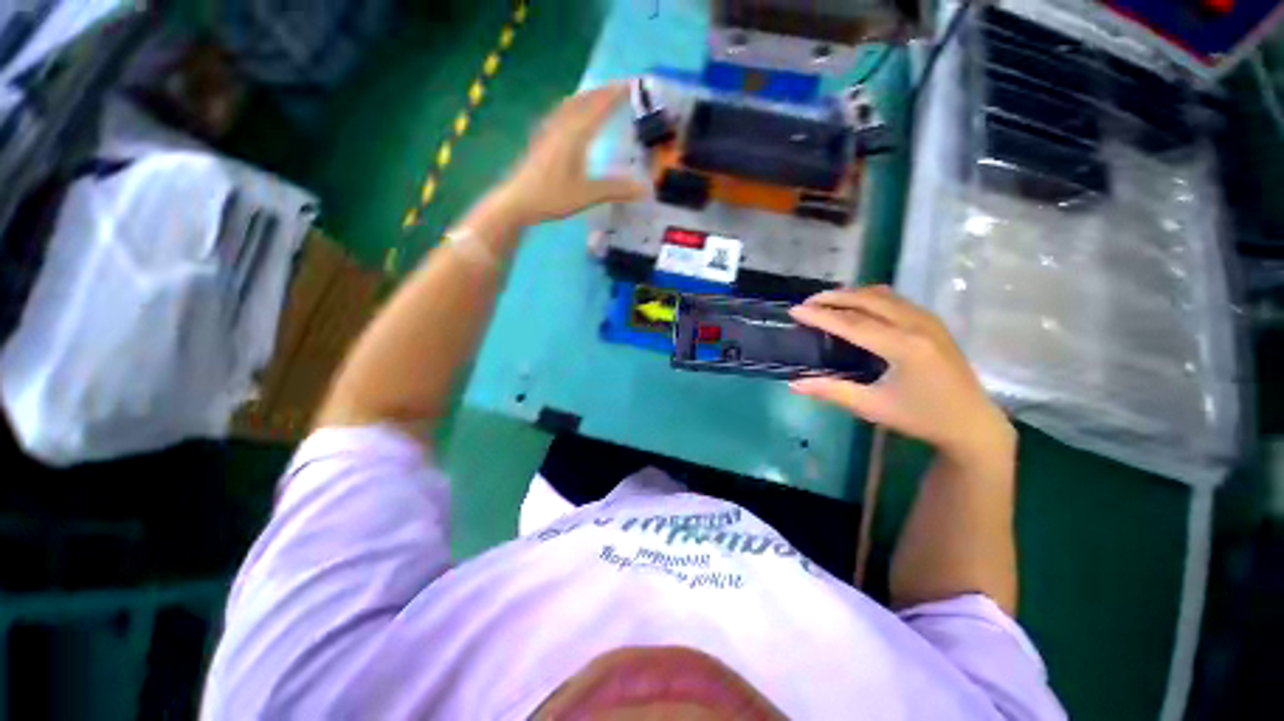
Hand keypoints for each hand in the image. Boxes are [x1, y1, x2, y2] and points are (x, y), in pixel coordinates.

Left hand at [493, 84, 648, 224]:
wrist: (516, 201)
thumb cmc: (552, 197)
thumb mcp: (587, 195)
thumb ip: (616, 189)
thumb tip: (645, 189)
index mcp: (575, 134)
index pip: (599, 106)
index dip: (616, 94)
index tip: (633, 85)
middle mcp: (562, 125)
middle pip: (584, 99)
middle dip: (603, 91)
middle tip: (621, 89)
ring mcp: (548, 130)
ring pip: (571, 104)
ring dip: (588, 96)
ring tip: (600, 97)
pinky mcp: (541, 139)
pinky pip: (562, 113)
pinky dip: (575, 106)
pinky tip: (573, 116)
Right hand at [789, 286, 1015, 465]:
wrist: (972, 423)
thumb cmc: (921, 417)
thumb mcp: (873, 407)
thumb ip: (832, 391)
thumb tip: (794, 383)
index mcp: (903, 346)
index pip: (852, 323)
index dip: (820, 315)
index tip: (794, 310)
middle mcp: (917, 325)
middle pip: (867, 299)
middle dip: (834, 297)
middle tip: (807, 302)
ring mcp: (928, 320)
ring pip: (883, 295)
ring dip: (852, 294)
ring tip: (827, 301)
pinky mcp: (932, 322)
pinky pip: (896, 299)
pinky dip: (870, 297)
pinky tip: (858, 306)